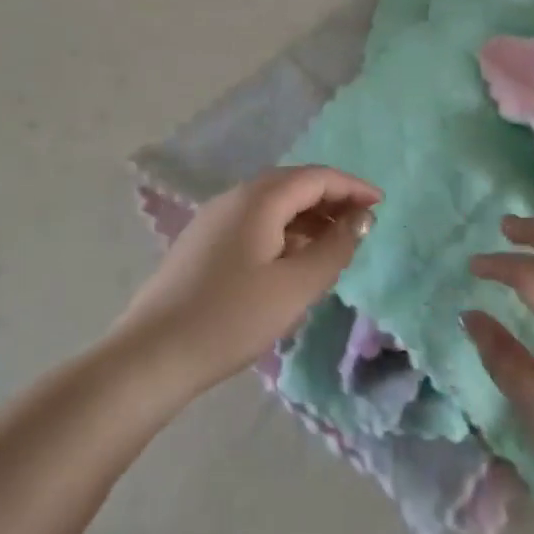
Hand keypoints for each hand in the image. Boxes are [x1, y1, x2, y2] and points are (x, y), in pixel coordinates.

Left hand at [114, 166, 379, 397]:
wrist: (152, 356)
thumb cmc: (232, 318)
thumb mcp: (295, 287)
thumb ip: (335, 248)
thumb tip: (361, 218)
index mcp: (259, 199)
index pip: (316, 177)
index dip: (352, 187)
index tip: (381, 204)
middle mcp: (235, 197)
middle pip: (293, 185)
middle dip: (331, 199)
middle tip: (361, 223)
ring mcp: (214, 219)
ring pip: (272, 204)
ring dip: (307, 216)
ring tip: (334, 244)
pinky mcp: (203, 242)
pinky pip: (254, 222)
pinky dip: (283, 231)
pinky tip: (293, 260)